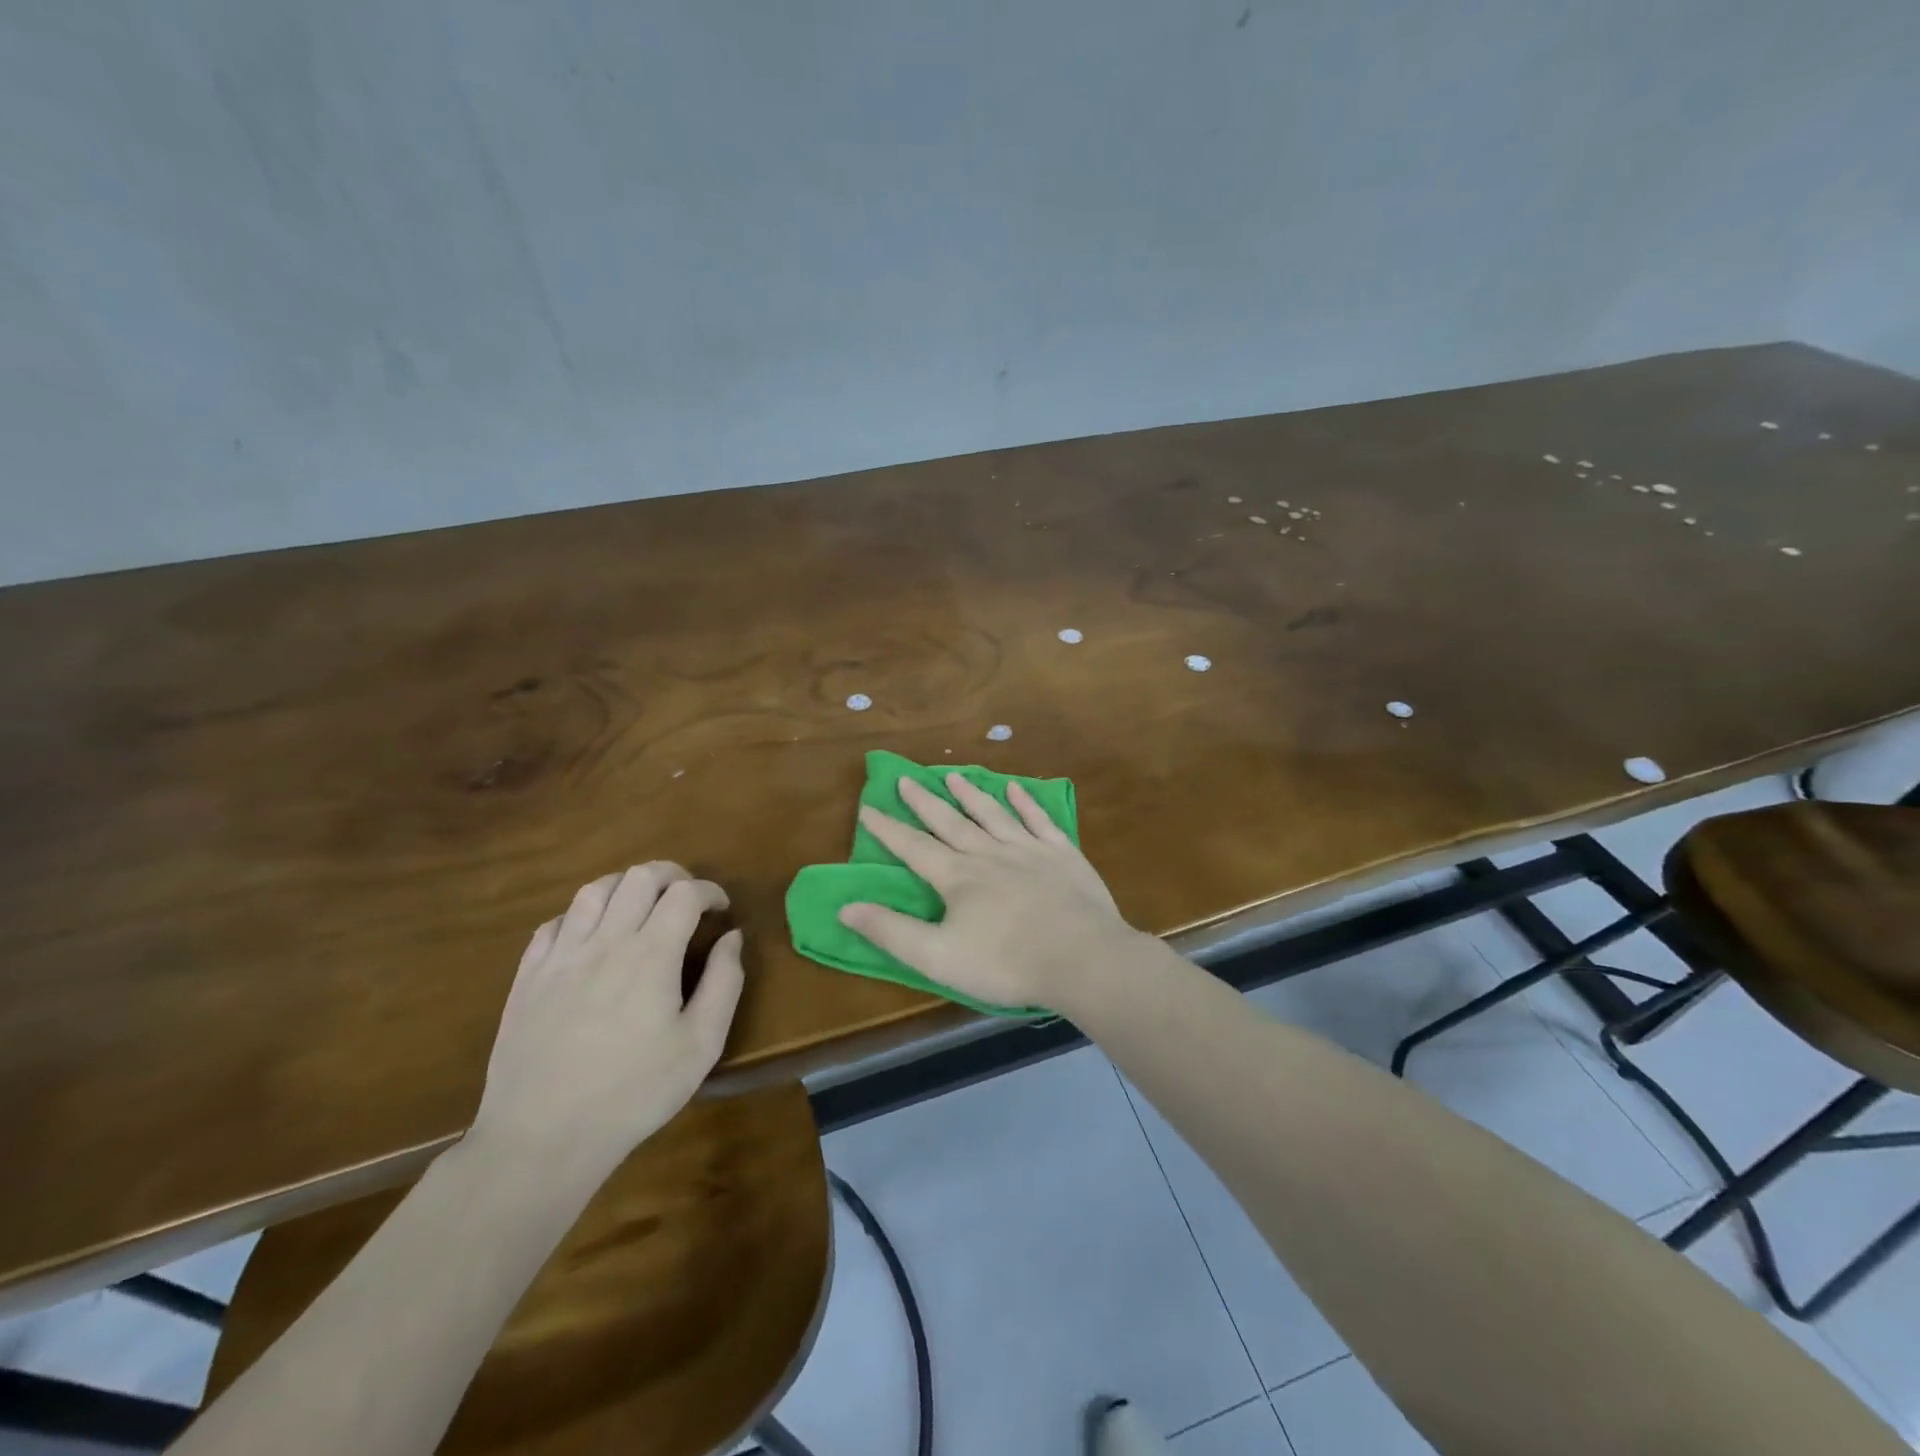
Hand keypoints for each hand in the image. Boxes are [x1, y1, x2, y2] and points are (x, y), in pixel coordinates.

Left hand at [470, 863, 744, 1181]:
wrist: (542, 1138)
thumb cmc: (633, 1093)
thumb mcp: (701, 1045)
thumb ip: (725, 983)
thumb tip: (733, 937)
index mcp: (651, 954)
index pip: (685, 893)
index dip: (710, 891)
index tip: (721, 909)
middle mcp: (605, 941)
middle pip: (640, 877)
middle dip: (672, 875)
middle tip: (687, 897)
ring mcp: (560, 956)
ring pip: (594, 890)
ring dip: (627, 886)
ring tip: (642, 906)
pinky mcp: (527, 977)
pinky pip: (554, 923)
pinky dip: (581, 916)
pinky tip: (591, 937)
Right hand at [838, 774, 1148, 1012]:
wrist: (1081, 957)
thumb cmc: (1005, 963)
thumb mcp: (936, 957)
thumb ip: (890, 931)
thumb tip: (845, 907)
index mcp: (957, 877)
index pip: (914, 847)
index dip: (888, 829)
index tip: (868, 808)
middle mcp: (989, 853)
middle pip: (950, 822)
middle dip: (925, 802)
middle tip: (907, 779)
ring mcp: (1028, 849)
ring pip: (992, 814)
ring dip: (971, 795)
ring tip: (954, 776)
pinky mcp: (1062, 854)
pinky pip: (1039, 820)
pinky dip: (1026, 803)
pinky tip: (1016, 789)